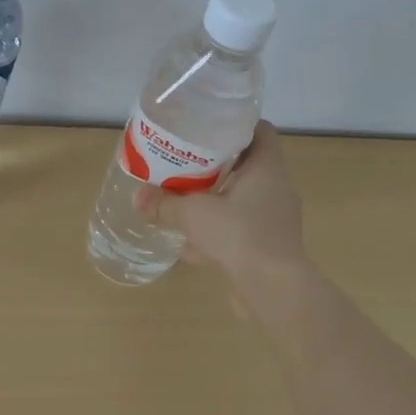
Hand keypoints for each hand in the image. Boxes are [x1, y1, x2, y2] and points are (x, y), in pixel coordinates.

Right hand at [136, 121, 308, 285]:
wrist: (274, 289)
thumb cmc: (239, 235)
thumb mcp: (194, 214)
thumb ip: (165, 205)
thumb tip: (138, 197)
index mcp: (268, 168)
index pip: (261, 131)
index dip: (238, 125)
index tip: (210, 128)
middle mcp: (277, 189)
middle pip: (249, 165)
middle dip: (218, 165)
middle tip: (188, 162)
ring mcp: (276, 220)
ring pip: (245, 200)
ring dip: (219, 200)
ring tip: (187, 201)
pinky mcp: (271, 247)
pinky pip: (243, 231)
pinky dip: (220, 233)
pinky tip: (193, 246)